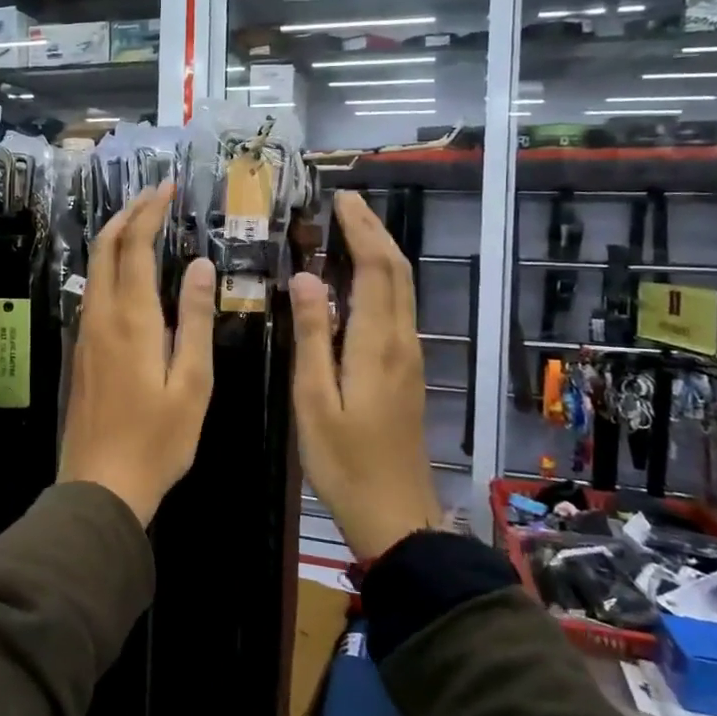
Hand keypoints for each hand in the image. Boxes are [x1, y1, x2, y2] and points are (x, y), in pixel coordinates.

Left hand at [58, 182, 216, 524]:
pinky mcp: (80, 352)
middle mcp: (100, 316)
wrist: (100, 484)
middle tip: (152, 196)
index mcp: (131, 319)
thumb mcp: (192, 382)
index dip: (149, 211)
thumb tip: (198, 265)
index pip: (134, 246)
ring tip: (141, 223)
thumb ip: (193, 320)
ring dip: (115, 238)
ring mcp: (85, 334)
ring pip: (94, 269)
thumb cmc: (157, 439)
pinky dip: (109, 267)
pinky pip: (92, 292)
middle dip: (127, 214)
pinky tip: (126, 274)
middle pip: (105, 248)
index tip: (167, 187)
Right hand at [288, 191, 446, 559]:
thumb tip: (306, 278)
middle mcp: (402, 343)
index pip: (376, 270)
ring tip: (350, 230)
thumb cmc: (344, 462)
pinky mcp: (407, 373)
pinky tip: (357, 283)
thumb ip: (311, 336)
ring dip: (380, 253)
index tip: (341, 200)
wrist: (396, 515)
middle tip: (346, 204)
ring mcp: (410, 358)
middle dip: (374, 232)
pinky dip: (381, 281)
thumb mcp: (314, 400)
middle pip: (397, 272)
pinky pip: (397, 310)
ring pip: (402, 290)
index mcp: (378, 345)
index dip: (361, 231)